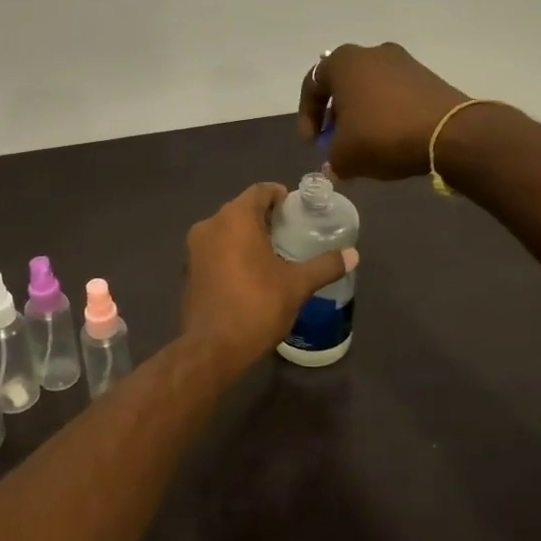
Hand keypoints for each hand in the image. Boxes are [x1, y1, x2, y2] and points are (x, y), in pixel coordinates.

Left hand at [181, 183, 358, 366]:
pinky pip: (214, 249)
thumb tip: (353, 254)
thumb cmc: (256, 306)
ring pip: (226, 230)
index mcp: (234, 218)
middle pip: (241, 209)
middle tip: (291, 231)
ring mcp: (194, 248)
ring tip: (274, 253)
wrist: (212, 349)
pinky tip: (250, 273)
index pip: (260, 191)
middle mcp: (210, 225)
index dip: (280, 195)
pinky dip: (231, 252)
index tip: (297, 209)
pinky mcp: (188, 270)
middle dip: (265, 217)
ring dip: (247, 236)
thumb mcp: (297, 285)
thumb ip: (325, 266)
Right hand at [296, 42, 470, 180]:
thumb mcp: (345, 156)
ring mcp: (403, 61)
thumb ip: (331, 159)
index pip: (312, 86)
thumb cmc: (383, 135)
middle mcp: (371, 52)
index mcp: (344, 62)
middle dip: (336, 116)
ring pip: (370, 90)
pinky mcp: (427, 76)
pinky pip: (395, 95)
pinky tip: (391, 140)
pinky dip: (387, 114)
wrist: (449, 133)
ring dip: (362, 115)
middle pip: (343, 85)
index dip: (307, 117)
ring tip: (365, 145)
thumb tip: (336, 164)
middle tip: (337, 142)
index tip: (313, 144)